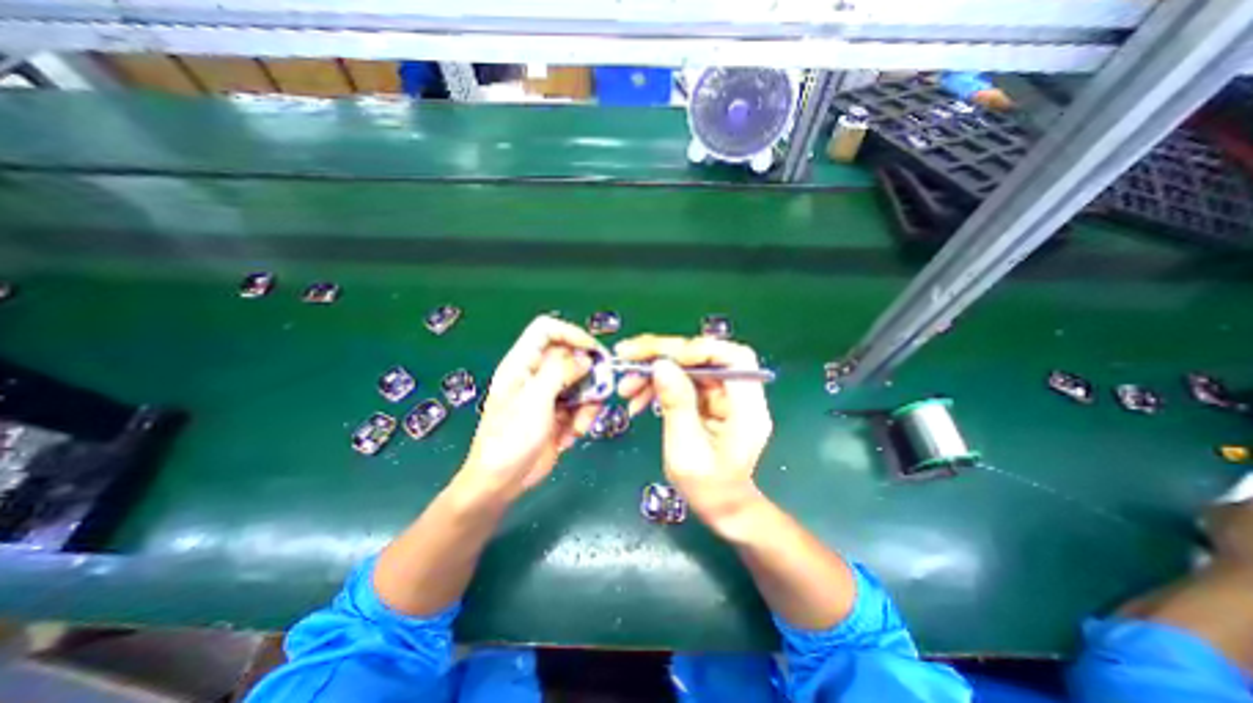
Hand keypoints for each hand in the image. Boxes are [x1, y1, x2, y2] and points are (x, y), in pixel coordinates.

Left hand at [459, 314, 606, 501]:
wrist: (500, 483)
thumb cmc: (510, 439)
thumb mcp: (534, 401)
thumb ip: (560, 372)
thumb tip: (585, 358)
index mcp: (522, 364)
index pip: (547, 330)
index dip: (571, 334)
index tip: (593, 351)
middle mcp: (537, 374)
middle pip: (571, 357)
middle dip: (588, 375)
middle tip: (599, 391)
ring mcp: (549, 395)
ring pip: (582, 383)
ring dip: (588, 403)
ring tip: (579, 425)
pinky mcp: (559, 414)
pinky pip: (581, 405)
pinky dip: (583, 419)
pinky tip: (570, 436)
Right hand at [615, 335, 774, 527]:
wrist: (721, 506)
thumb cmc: (708, 487)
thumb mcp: (686, 451)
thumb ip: (676, 405)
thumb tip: (661, 364)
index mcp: (747, 407)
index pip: (732, 358)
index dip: (697, 350)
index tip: (660, 358)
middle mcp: (739, 392)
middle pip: (705, 355)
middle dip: (664, 354)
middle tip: (627, 355)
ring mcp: (723, 393)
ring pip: (688, 365)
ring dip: (654, 371)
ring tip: (625, 387)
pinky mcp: (708, 397)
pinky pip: (682, 380)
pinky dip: (657, 385)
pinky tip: (636, 399)